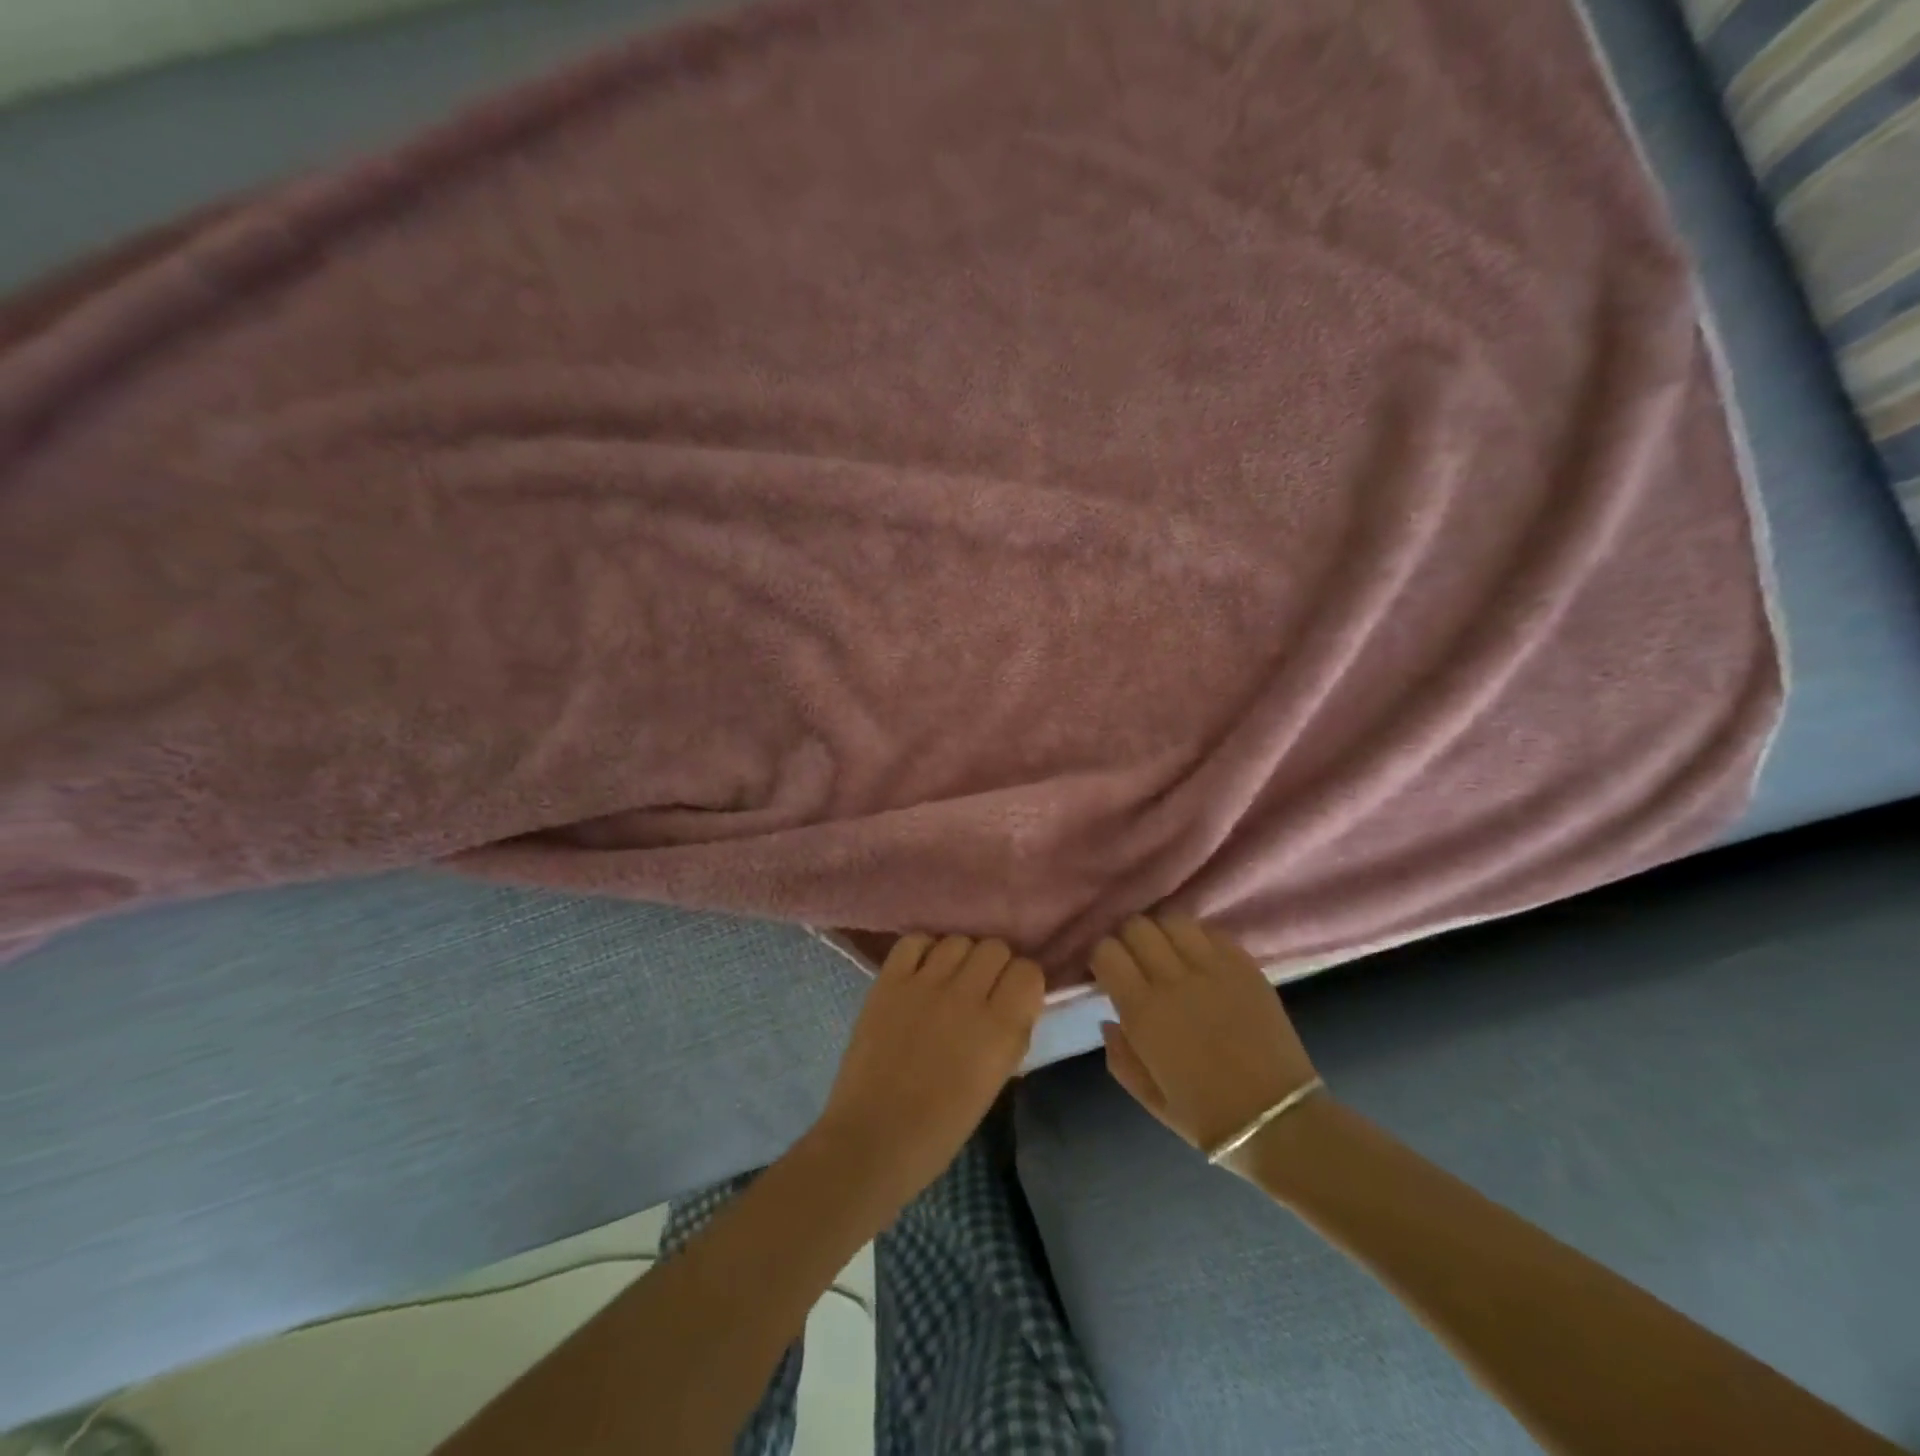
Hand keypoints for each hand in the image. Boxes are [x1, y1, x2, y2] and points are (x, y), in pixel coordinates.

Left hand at [816, 934, 1044, 1202]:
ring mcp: (924, 984)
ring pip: (958, 940)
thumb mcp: (995, 1082)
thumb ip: (1010, 1036)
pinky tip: (920, 972)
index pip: (1029, 971)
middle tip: (980, 991)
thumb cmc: (942, 1127)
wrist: (874, 1137)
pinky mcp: (889, 981)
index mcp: (1000, 1028)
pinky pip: (914, 941)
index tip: (1013, 998)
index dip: (1023, 983)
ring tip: (948, 981)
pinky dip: (922, 951)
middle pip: (995, 947)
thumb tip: (1015, 1005)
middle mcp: (966, 996)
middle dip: (994, 967)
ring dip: (960, 958)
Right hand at [1090, 914, 1319, 1155]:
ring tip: (1167, 952)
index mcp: (1143, 1012)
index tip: (1107, 973)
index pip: (1106, 951)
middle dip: (1127, 939)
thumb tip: (1108, 1021)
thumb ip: (1119, 1056)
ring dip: (1162, 932)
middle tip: (1134, 960)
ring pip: (1173, 920)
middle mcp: (1174, 980)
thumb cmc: (1207, 1117)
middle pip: (1136, 927)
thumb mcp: (1148, 1097)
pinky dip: (1197, 938)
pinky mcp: (1246, 966)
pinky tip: (1200, 958)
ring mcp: (1214, 969)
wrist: (1280, 1122)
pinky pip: (1211, 932)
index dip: (1101, 957)